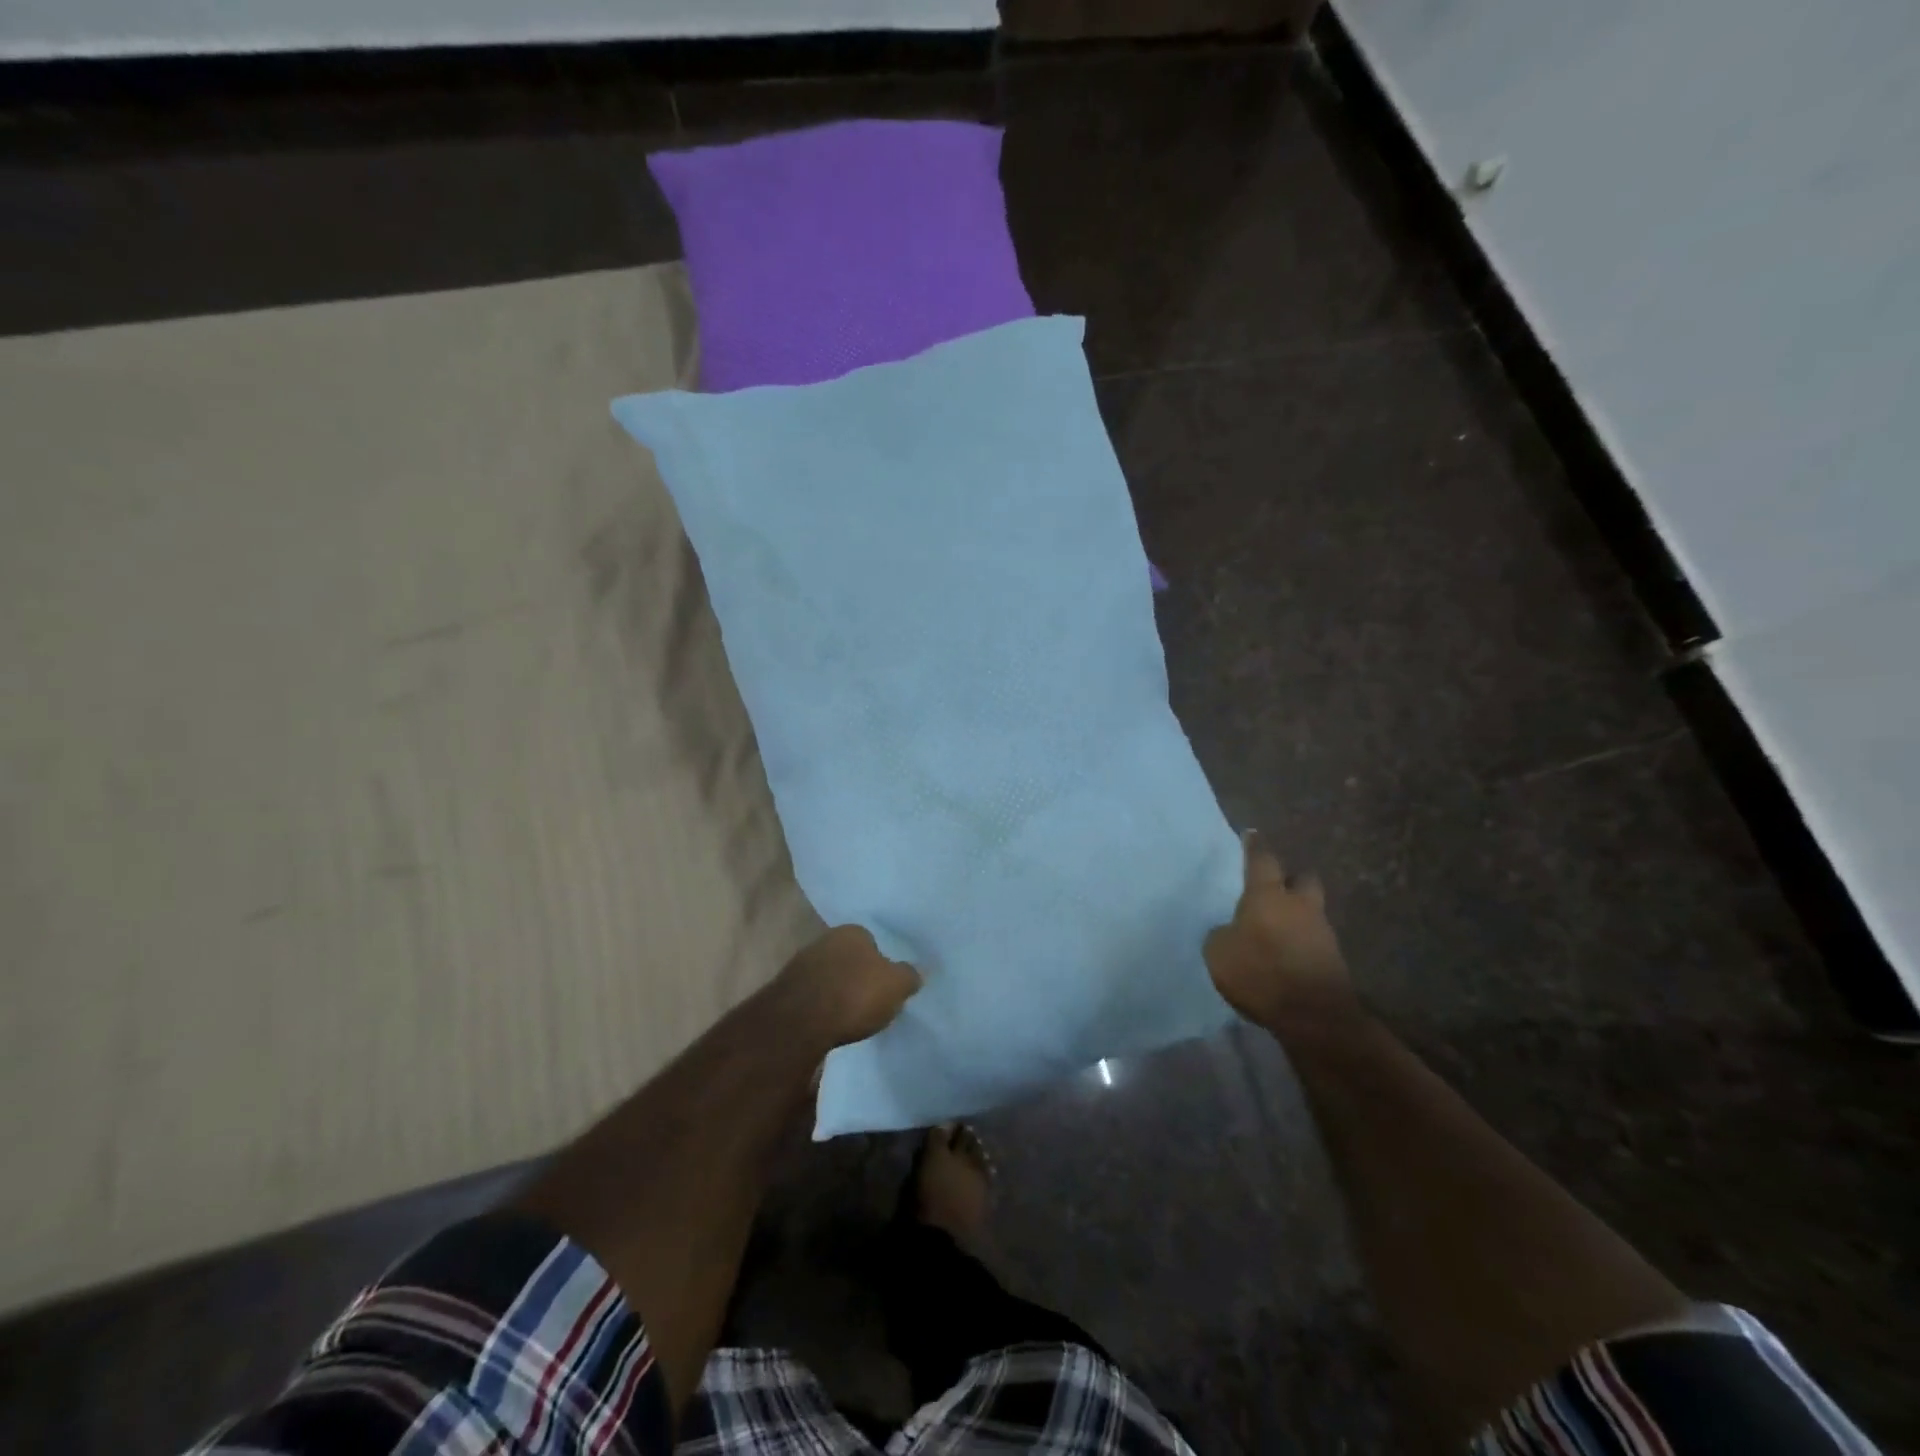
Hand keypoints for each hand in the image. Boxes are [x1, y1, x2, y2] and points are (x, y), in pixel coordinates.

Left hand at [778, 925, 922, 1047]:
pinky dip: (821, 1005)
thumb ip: (909, 976)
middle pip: (849, 957)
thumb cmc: (855, 995)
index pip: (872, 941)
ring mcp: (802, 963)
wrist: (800, 1022)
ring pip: (829, 975)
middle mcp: (825, 939)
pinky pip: (813, 994)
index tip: (886, 983)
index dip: (881, 962)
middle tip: (870, 998)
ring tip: (850, 1015)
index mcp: (853, 931)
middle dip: (858, 974)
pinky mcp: (786, 989)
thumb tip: (918, 972)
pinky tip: (829, 1022)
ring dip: (838, 990)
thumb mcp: (896, 986)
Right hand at [1204, 831, 1358, 1036]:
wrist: (1314, 1015)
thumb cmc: (1260, 972)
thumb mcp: (1219, 952)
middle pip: (1302, 879)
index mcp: (1268, 895)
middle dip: (1291, 879)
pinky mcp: (1334, 959)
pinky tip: (1286, 954)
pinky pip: (1314, 940)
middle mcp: (1299, 905)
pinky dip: (1301, 942)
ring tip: (1277, 927)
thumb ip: (1222, 934)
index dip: (1255, 846)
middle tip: (1276, 885)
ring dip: (1297, 914)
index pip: (1262, 859)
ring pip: (1310, 910)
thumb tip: (1230, 931)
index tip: (1252, 834)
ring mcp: (1322, 932)